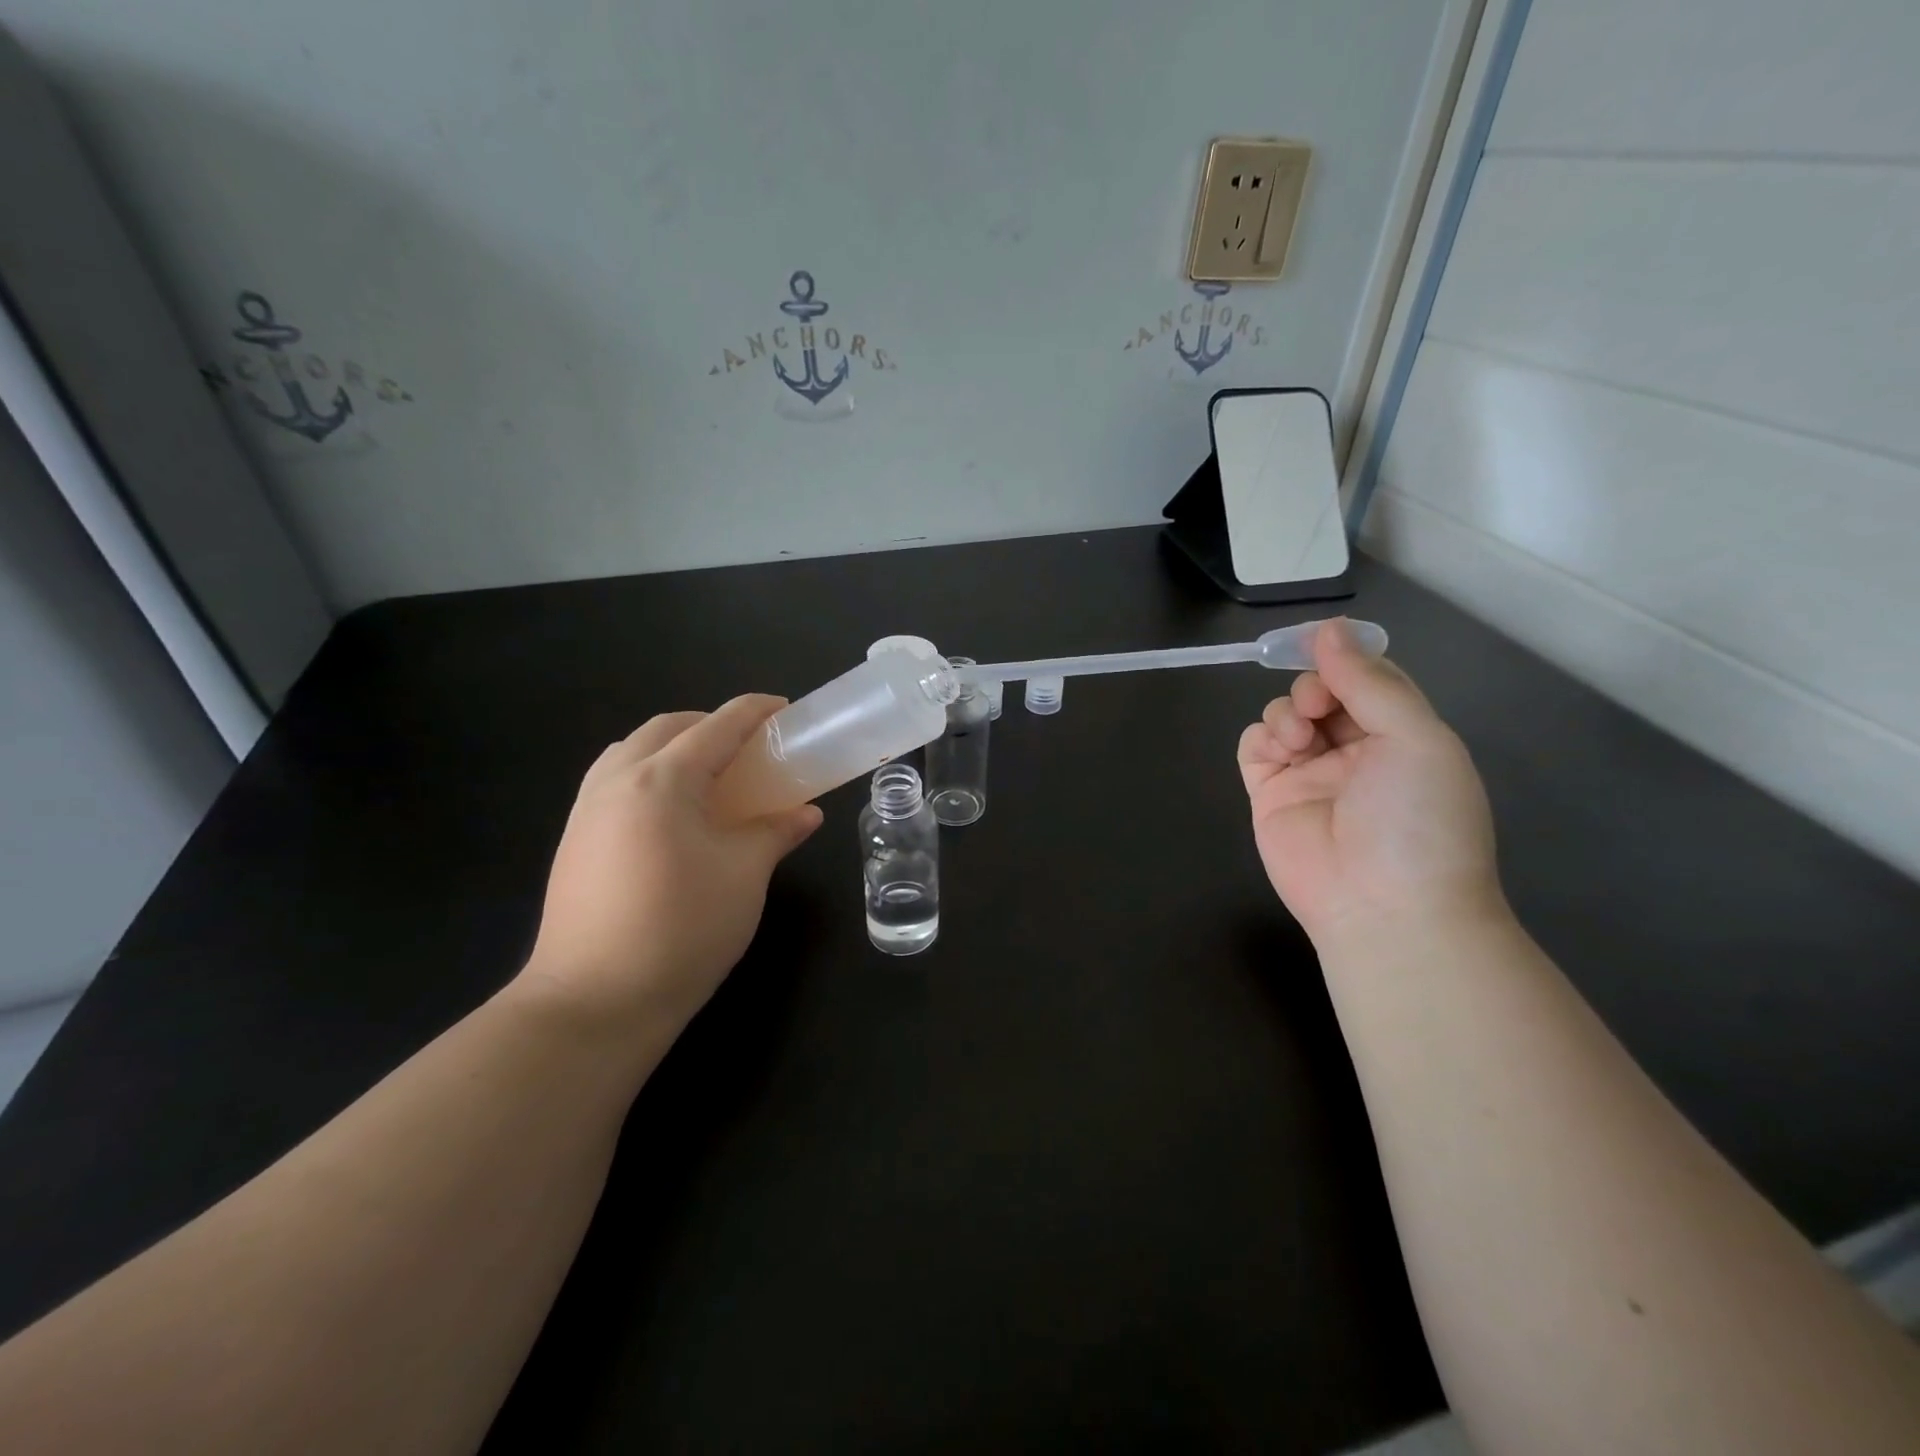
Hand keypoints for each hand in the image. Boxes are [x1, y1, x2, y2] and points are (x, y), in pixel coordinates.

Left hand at [519, 696, 822, 1035]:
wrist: (595, 1001)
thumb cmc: (682, 928)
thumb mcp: (745, 874)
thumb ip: (775, 832)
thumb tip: (806, 813)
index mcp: (662, 779)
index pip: (717, 726)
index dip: (755, 711)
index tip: (784, 709)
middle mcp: (617, 780)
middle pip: (667, 727)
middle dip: (711, 724)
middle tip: (749, 748)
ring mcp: (587, 809)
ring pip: (632, 751)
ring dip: (674, 747)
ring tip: (709, 777)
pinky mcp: (574, 840)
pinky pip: (613, 781)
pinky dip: (648, 774)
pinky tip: (671, 814)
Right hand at [1237, 620, 1501, 942]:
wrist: (1384, 908)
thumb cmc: (1416, 819)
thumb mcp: (1415, 738)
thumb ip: (1369, 681)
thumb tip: (1330, 629)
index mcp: (1402, 736)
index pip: (1369, 678)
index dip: (1346, 656)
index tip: (1322, 642)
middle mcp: (1355, 751)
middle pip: (1323, 692)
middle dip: (1315, 685)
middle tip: (1319, 705)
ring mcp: (1309, 774)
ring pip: (1285, 714)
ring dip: (1288, 712)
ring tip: (1300, 739)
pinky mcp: (1270, 795)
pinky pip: (1254, 747)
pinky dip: (1260, 737)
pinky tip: (1278, 749)